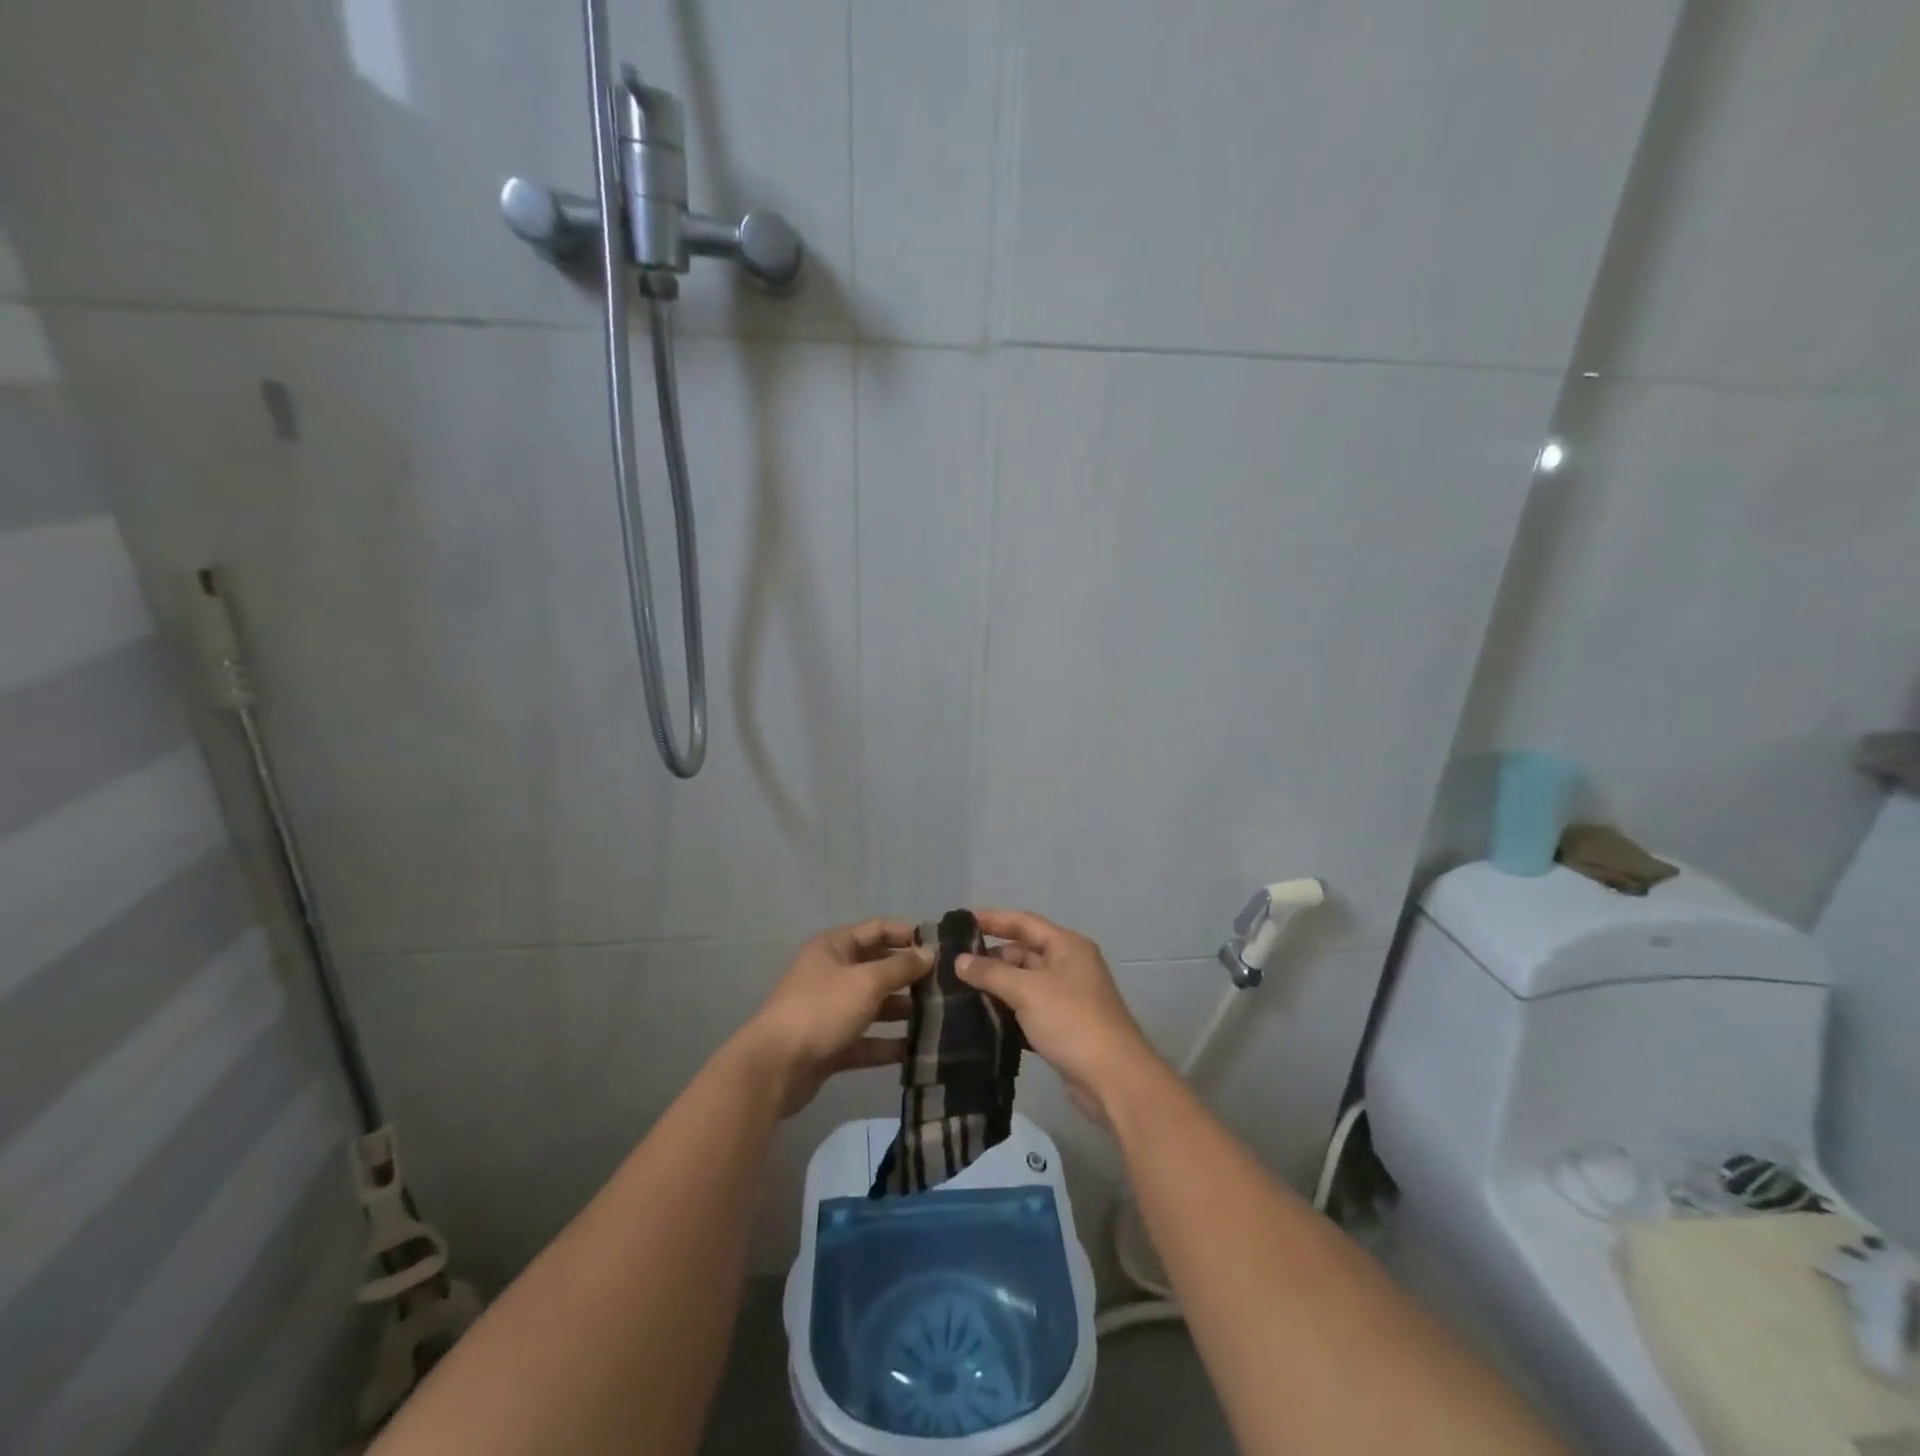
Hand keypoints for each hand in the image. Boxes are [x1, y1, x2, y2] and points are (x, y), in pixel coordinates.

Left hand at [737, 918, 932, 1117]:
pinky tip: (916, 1051)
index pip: (878, 929)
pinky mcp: (831, 1044)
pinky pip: (866, 1039)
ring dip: (903, 1010)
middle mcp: (832, 973)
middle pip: (878, 967)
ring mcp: (830, 1010)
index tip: (942, 946)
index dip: (908, 934)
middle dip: (910, 975)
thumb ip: (901, 967)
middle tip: (946, 985)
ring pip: (874, 1005)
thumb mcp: (867, 981)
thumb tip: (929, 952)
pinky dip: (887, 1044)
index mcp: (835, 947)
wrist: (775, 1067)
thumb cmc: (822, 1010)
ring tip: (939, 1017)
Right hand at [955, 909, 1162, 1126]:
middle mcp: (1069, 965)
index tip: (960, 922)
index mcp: (1067, 946)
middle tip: (952, 966)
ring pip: (1024, 984)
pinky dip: (1008, 1012)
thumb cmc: (1071, 1021)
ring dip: (997, 987)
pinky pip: (1029, 1010)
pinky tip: (981, 1020)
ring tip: (958, 992)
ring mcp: (1068, 997)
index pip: (1023, 922)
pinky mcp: (1064, 1027)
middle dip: (990, 958)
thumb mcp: (1027, 991)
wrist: (1113, 1078)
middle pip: (1023, 953)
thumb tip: (959, 961)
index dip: (992, 919)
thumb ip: (991, 973)